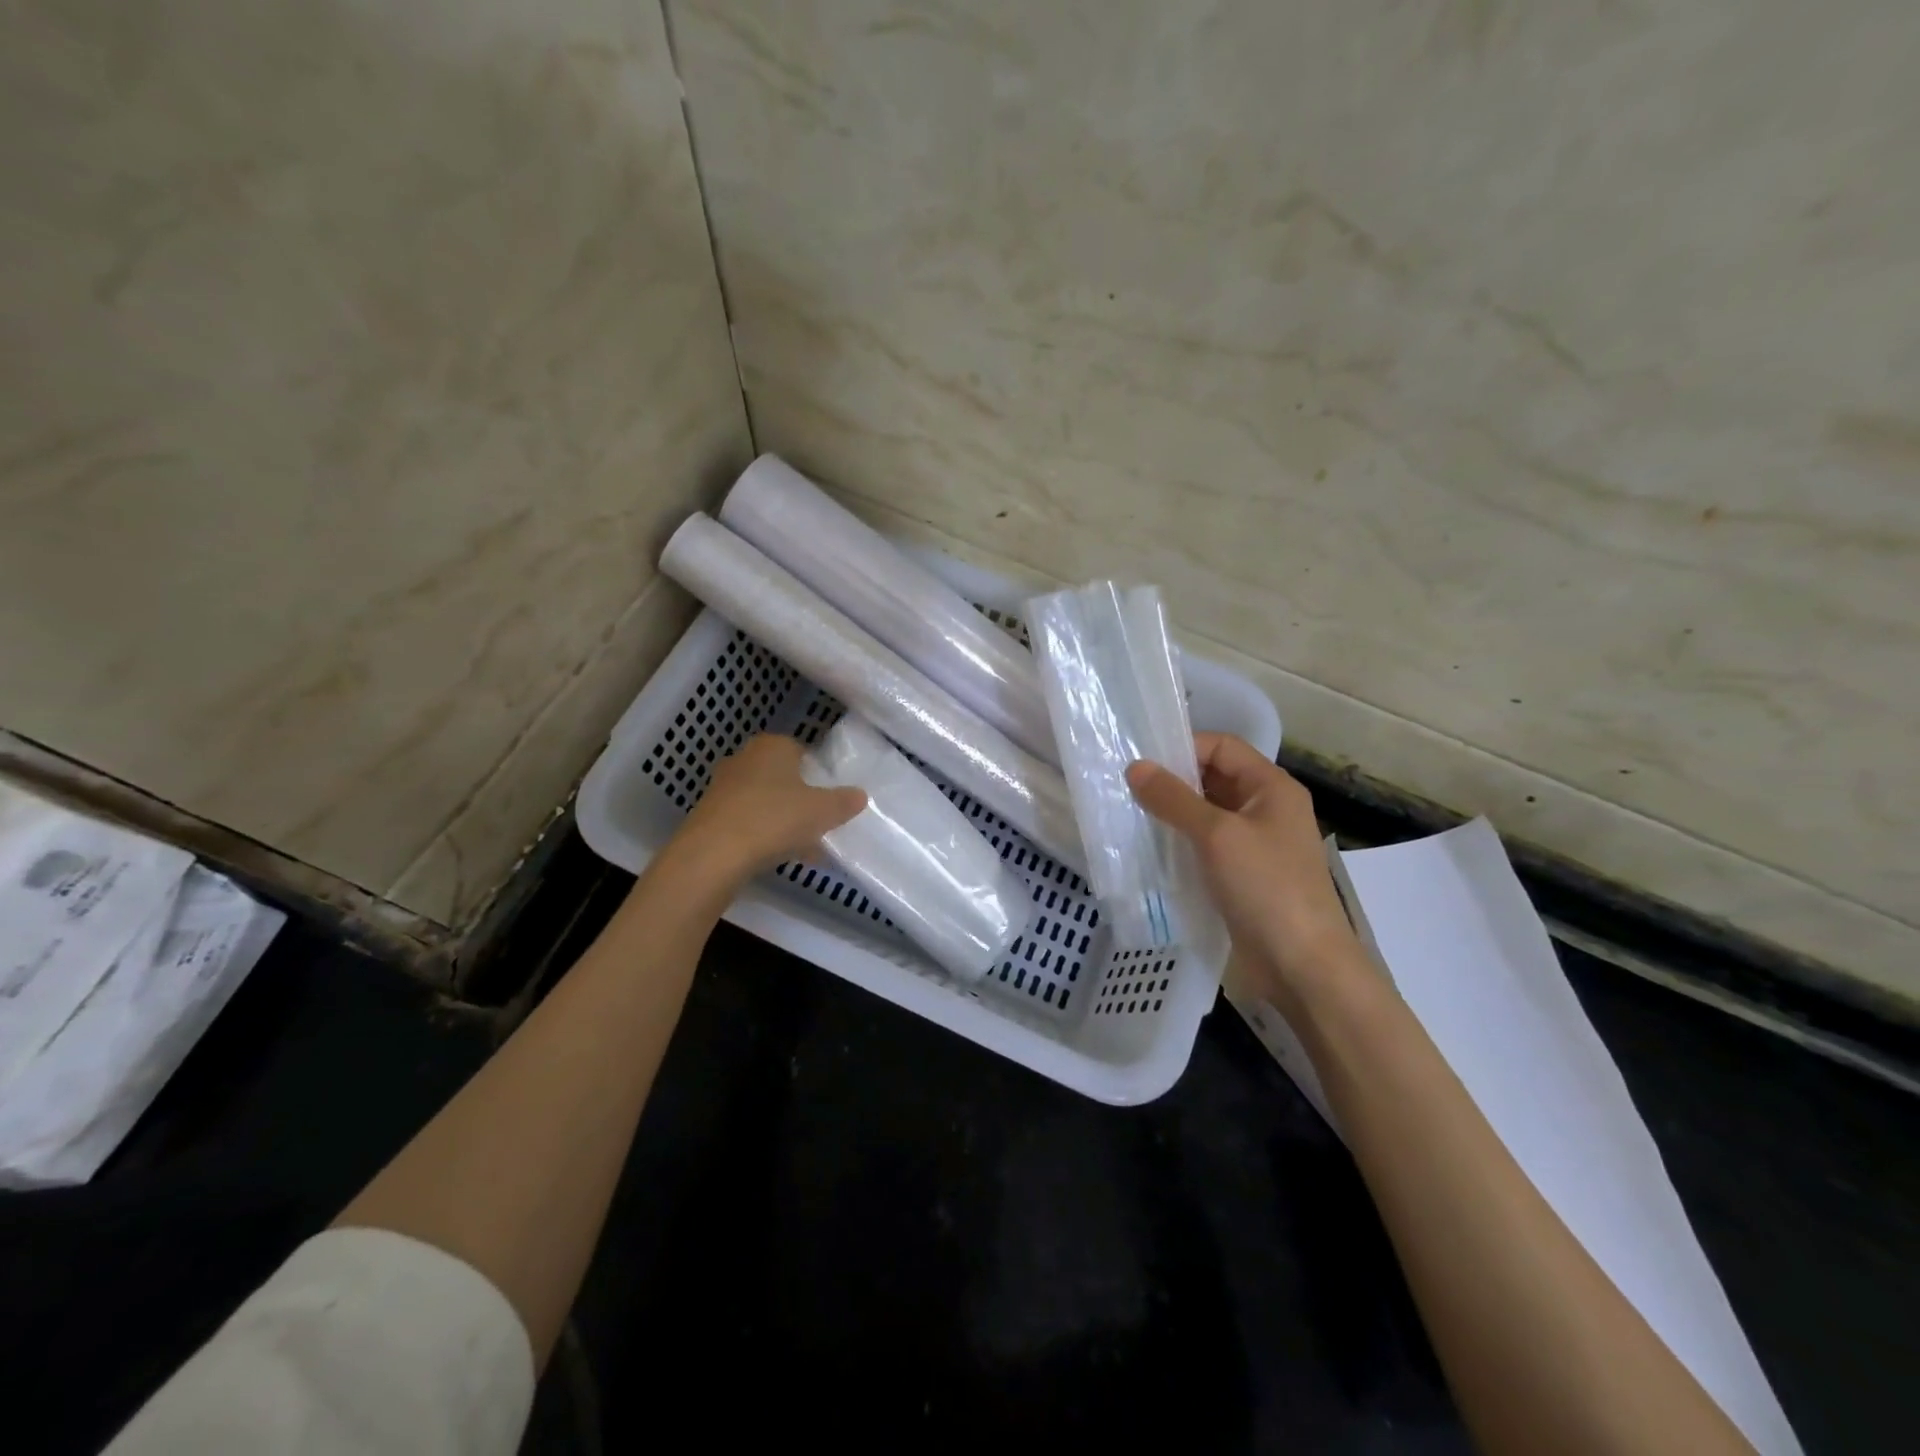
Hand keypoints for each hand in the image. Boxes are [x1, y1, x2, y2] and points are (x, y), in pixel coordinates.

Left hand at [672, 734, 866, 884]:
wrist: (713, 854)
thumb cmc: (775, 819)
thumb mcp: (823, 811)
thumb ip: (844, 801)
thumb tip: (860, 795)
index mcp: (773, 746)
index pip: (801, 751)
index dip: (818, 775)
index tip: (829, 799)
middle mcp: (744, 758)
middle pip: (782, 778)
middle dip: (800, 800)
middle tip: (818, 825)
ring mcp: (722, 786)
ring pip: (764, 801)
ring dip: (782, 821)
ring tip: (804, 850)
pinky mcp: (709, 815)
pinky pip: (746, 821)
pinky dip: (762, 835)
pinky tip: (777, 858)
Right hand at [1127, 734, 1366, 1013]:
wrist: (1303, 966)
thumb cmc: (1266, 888)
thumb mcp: (1217, 835)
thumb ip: (1174, 799)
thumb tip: (1135, 767)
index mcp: (1272, 787)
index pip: (1223, 747)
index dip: (1184, 747)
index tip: (1141, 761)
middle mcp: (1266, 809)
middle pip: (1214, 779)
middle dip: (1173, 781)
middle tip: (1125, 787)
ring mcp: (1255, 845)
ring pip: (1207, 814)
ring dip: (1172, 813)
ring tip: (1129, 815)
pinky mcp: (1242, 876)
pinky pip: (1206, 846)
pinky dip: (1180, 842)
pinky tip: (1149, 849)